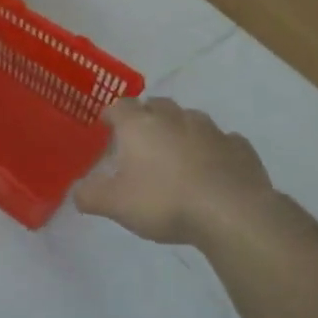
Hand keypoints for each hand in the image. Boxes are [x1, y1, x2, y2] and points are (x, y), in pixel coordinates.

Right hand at [75, 98, 279, 247]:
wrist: (231, 212)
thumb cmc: (163, 201)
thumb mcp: (115, 204)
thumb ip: (90, 196)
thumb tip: (77, 193)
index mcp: (139, 125)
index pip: (120, 105)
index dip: (112, 113)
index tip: (107, 125)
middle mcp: (174, 118)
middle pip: (157, 105)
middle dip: (147, 117)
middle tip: (141, 140)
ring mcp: (211, 130)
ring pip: (191, 120)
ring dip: (181, 130)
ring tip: (176, 154)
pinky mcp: (240, 147)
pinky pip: (222, 141)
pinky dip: (213, 149)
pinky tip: (212, 168)